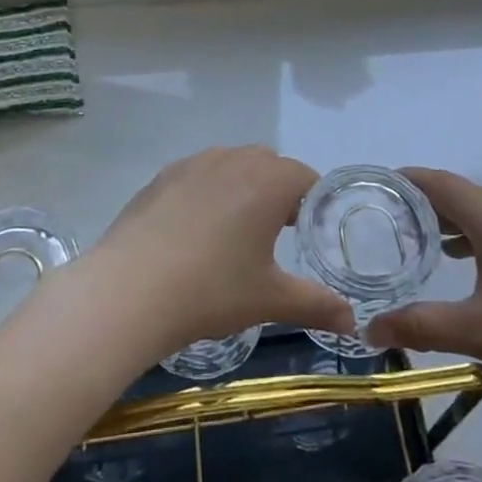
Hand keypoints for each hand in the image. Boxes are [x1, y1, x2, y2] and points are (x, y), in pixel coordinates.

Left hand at [84, 146, 353, 358]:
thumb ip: (317, 305)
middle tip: (274, 237)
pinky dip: (207, 194)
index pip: (306, 178)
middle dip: (279, 194)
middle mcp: (234, 158)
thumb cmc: (211, 289)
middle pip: (270, 165)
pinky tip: (193, 234)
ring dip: (242, 189)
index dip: (313, 205)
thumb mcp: (270, 300)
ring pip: (232, 165)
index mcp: (268, 180)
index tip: (306, 237)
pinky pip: (199, 175)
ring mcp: (194, 163)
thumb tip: (352, 323)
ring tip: (233, 235)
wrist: (129, 290)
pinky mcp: (162, 176)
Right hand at [366, 168, 481, 410]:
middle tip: (389, 224)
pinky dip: (479, 234)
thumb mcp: (477, 332)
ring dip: (454, 221)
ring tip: (423, 245)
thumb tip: (369, 330)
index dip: (406, 180)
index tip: (375, 187)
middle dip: (425, 204)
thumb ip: (420, 326)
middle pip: (462, 194)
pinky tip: (471, 263)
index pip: (440, 183)